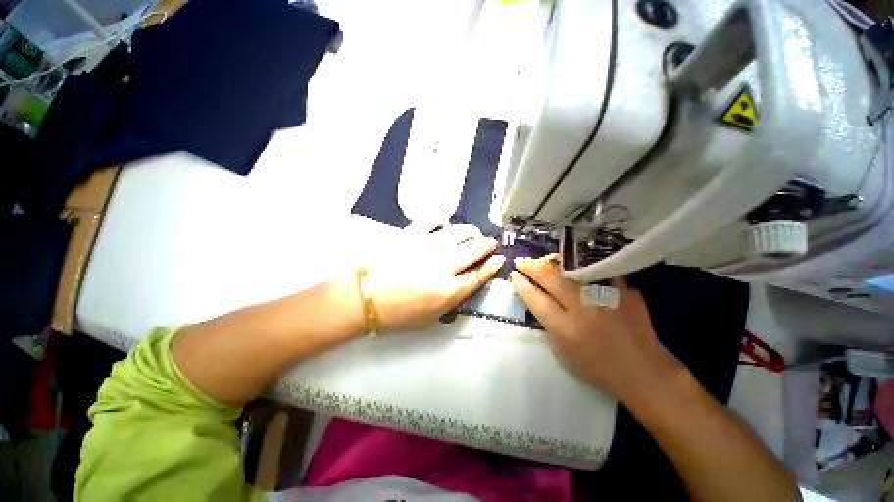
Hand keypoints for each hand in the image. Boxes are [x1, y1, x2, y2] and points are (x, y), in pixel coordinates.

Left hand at [367, 224, 504, 331]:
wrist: (363, 297)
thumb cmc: (397, 314)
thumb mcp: (431, 317)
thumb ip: (453, 299)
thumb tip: (467, 281)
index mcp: (448, 290)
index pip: (479, 274)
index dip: (492, 266)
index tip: (500, 259)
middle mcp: (444, 264)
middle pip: (475, 249)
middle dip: (487, 245)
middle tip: (489, 243)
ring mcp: (428, 245)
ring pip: (460, 231)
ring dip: (471, 231)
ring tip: (471, 234)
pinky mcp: (412, 233)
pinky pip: (434, 219)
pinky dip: (443, 221)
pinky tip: (443, 226)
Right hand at [509, 256, 684, 402]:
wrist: (642, 370)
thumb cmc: (596, 367)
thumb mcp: (561, 351)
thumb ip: (547, 323)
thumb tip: (536, 297)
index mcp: (564, 328)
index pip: (535, 298)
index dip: (521, 284)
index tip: (513, 275)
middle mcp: (582, 308)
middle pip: (550, 277)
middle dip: (531, 266)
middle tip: (521, 261)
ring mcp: (604, 296)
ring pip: (571, 268)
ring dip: (552, 261)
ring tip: (542, 260)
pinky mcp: (623, 290)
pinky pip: (595, 270)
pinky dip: (579, 265)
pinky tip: (571, 262)